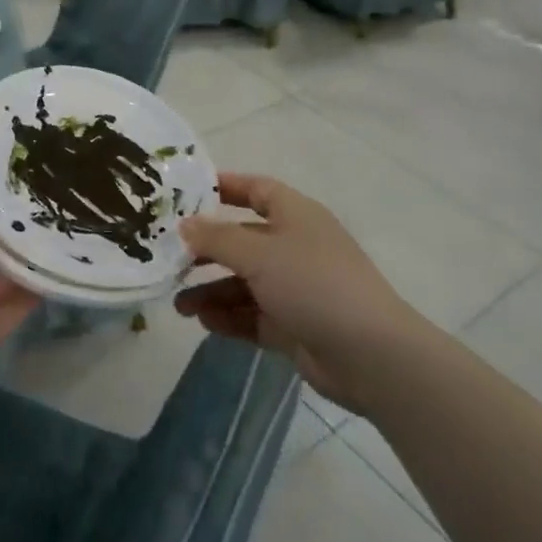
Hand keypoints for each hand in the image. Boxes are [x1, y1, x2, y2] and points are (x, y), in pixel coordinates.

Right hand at [175, 173, 415, 412]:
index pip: (256, 189)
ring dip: (211, 290)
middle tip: (170, 259)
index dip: (224, 187)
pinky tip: (204, 322)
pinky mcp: (293, 325)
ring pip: (243, 282)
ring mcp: (295, 288)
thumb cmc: (313, 284)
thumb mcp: (259, 254)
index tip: (186, 193)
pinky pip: (252, 315)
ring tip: (179, 304)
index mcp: (295, 216)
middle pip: (242, 240)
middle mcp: (295, 247)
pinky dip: (229, 317)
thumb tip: (185, 224)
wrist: (371, 355)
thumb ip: (217, 238)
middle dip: (207, 250)